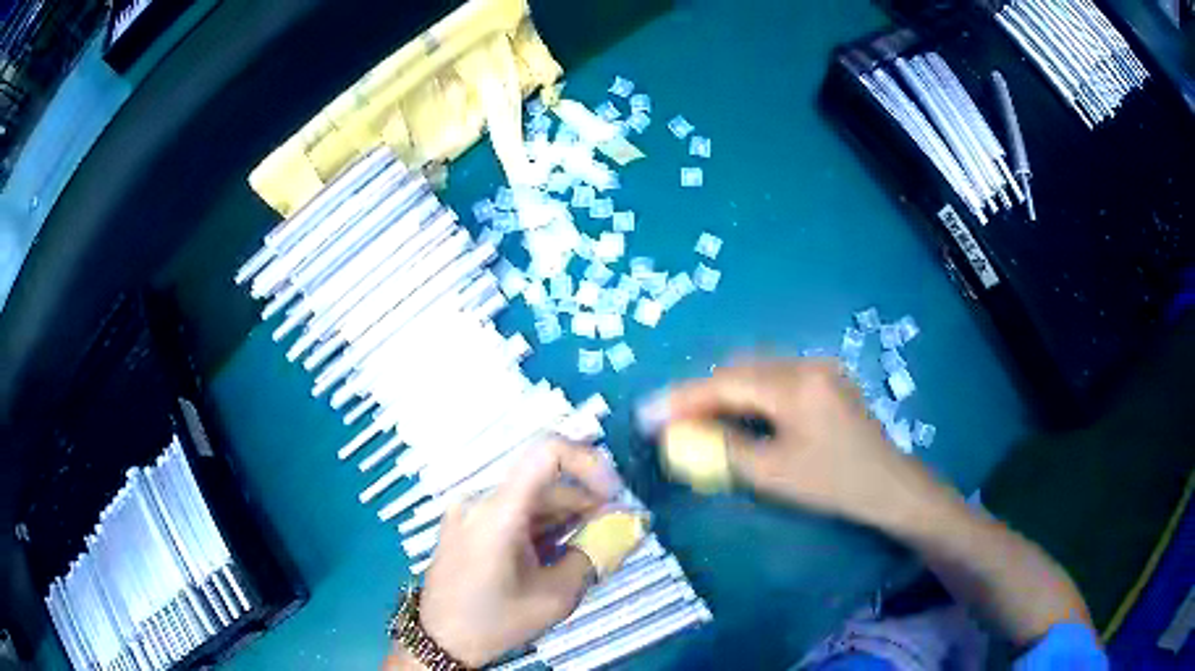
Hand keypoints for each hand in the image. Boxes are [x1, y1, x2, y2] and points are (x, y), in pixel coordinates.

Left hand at [417, 440, 623, 666]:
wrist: (441, 641)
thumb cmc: (496, 621)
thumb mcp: (555, 596)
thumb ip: (596, 556)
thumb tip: (629, 529)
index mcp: (498, 511)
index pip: (547, 451)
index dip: (589, 463)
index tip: (613, 496)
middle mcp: (481, 499)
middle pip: (545, 482)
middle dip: (587, 501)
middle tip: (616, 532)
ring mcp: (471, 510)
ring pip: (531, 497)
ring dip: (567, 515)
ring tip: (591, 547)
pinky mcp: (469, 524)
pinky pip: (514, 511)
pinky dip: (544, 524)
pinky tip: (560, 551)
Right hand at [637, 358, 947, 528]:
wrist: (888, 486)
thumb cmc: (832, 484)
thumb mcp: (772, 473)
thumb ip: (722, 448)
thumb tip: (679, 435)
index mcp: (794, 385)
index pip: (725, 384)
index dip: (683, 399)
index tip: (648, 413)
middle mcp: (806, 364)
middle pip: (739, 371)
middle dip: (702, 393)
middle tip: (671, 419)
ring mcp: (820, 368)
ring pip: (757, 372)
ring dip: (725, 391)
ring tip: (697, 417)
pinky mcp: (827, 378)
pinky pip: (777, 377)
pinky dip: (750, 393)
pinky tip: (739, 412)